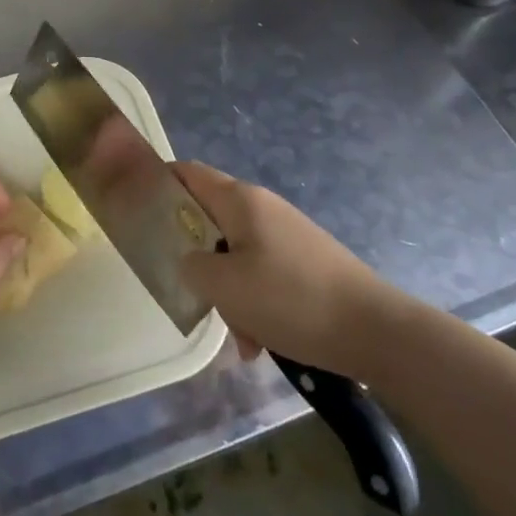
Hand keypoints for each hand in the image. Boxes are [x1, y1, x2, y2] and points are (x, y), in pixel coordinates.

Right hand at [176, 161, 402, 374]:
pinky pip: (263, 274)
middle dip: (196, 256)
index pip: (187, 173)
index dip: (159, 185)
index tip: (139, 214)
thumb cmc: (291, 298)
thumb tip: (190, 261)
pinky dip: (254, 302)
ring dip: (228, 291)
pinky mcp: (305, 262)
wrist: (376, 331)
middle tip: (188, 289)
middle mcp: (262, 208)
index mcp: (240, 200)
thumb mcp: (225, 286)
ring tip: (238, 335)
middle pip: (210, 219)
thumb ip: (191, 266)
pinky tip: (261, 341)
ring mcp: (287, 234)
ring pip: (236, 254)